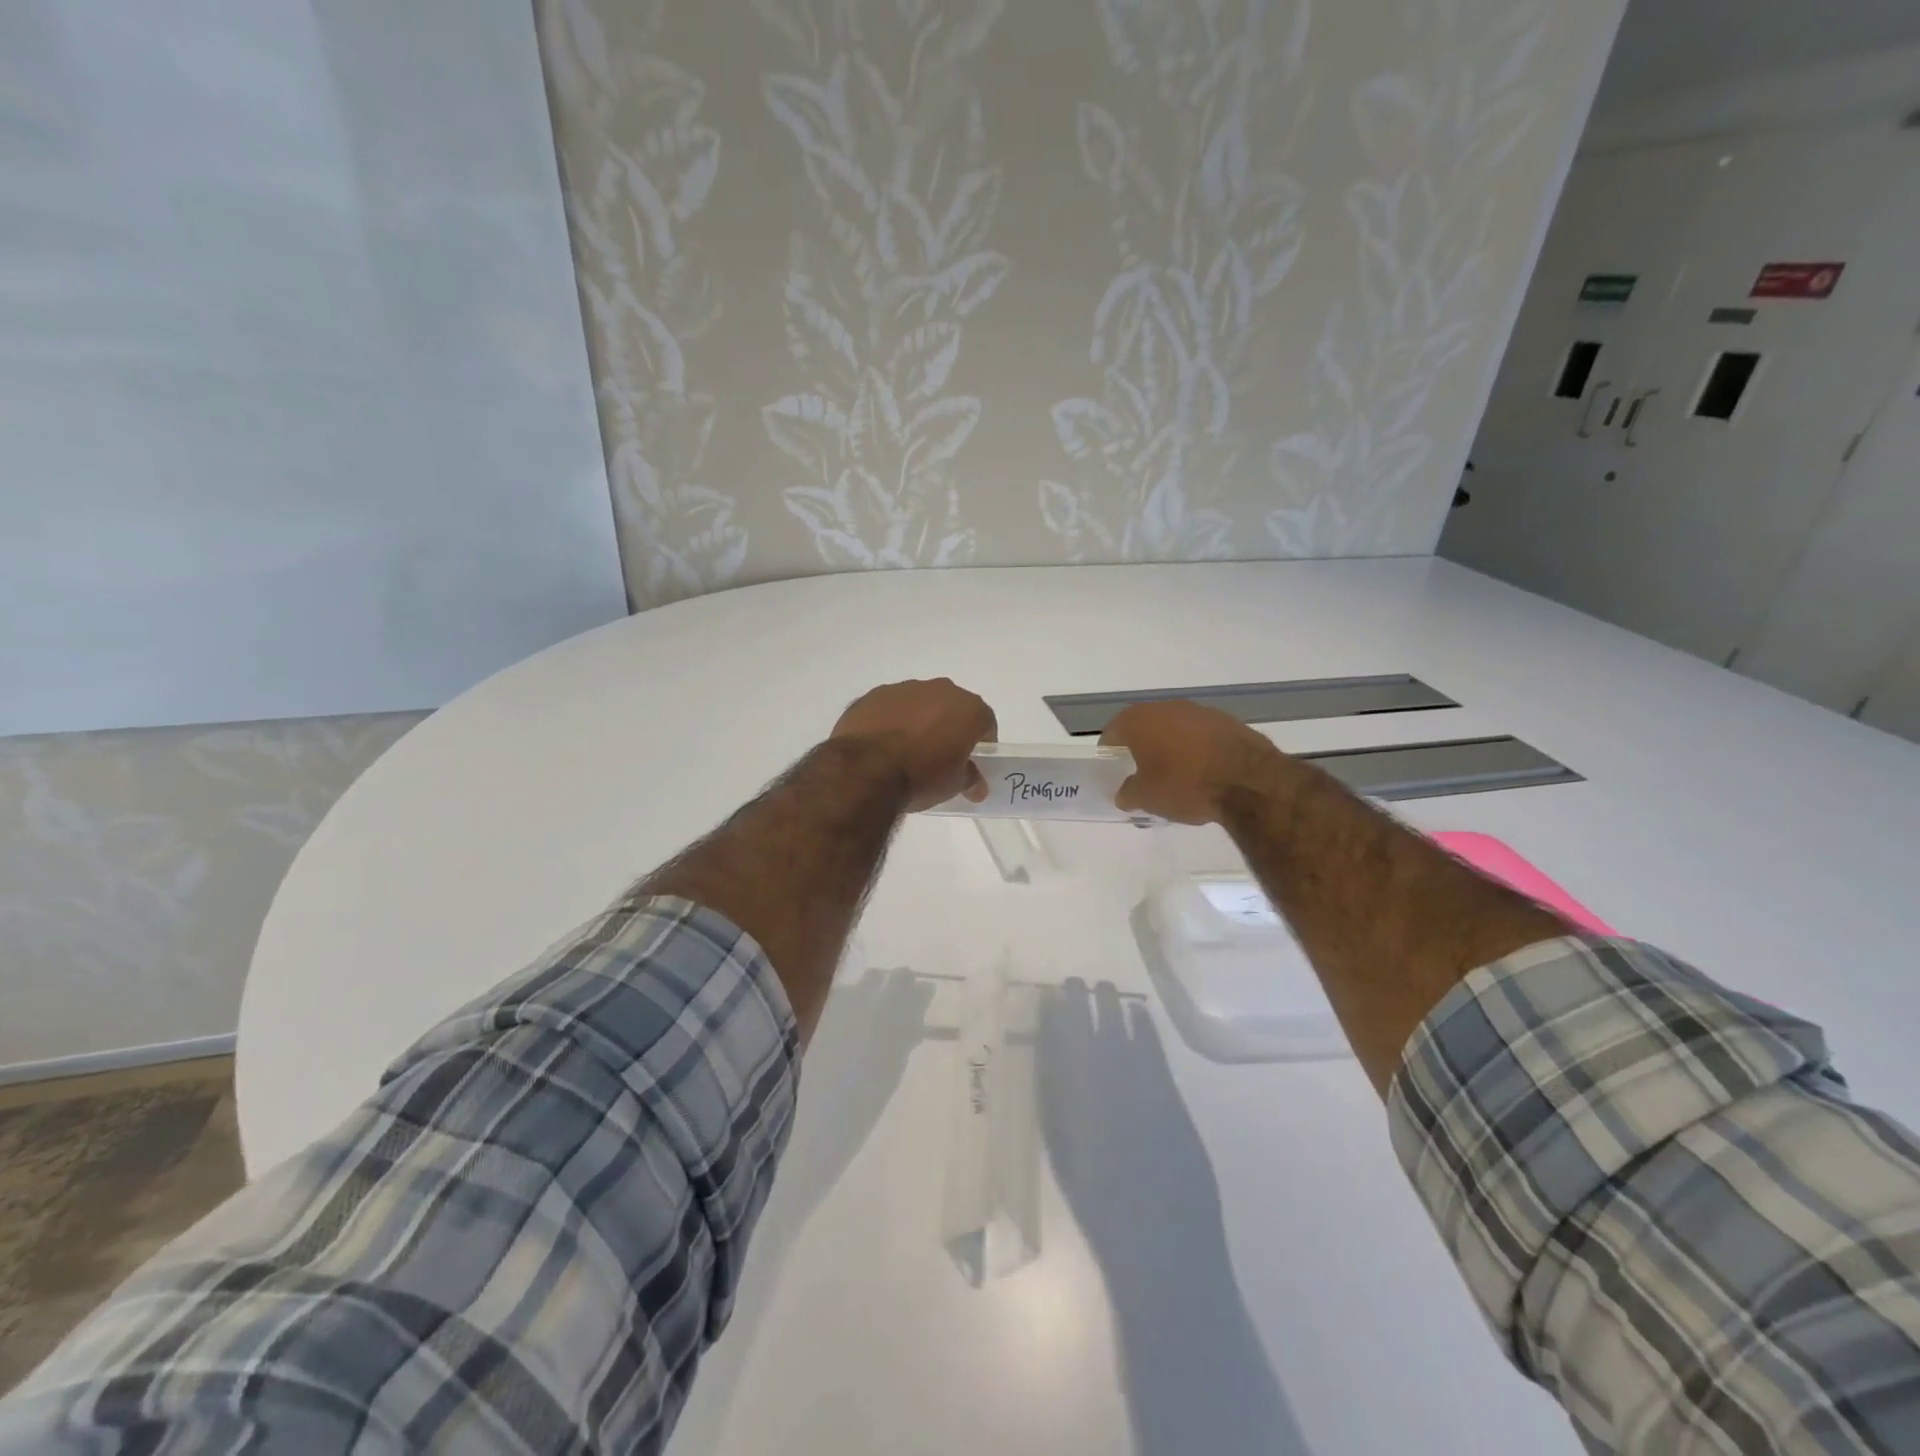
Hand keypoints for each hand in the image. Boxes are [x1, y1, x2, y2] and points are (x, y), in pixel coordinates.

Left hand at [830, 678, 996, 811]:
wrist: (865, 769)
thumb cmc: (922, 775)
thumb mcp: (954, 784)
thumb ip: (970, 778)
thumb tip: (976, 785)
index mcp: (968, 708)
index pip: (985, 722)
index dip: (981, 743)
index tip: (972, 761)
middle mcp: (940, 690)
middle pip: (952, 708)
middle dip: (949, 728)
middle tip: (940, 756)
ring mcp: (904, 689)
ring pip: (919, 704)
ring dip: (918, 721)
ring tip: (906, 751)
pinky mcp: (873, 695)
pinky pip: (890, 708)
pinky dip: (890, 722)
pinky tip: (881, 746)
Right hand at [1099, 700, 1286, 824]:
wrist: (1248, 780)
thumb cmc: (1185, 784)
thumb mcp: (1147, 798)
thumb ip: (1129, 793)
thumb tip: (1124, 794)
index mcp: (1139, 720)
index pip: (1113, 732)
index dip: (1110, 751)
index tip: (1113, 769)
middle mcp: (1167, 708)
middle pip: (1145, 726)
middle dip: (1141, 747)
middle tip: (1142, 772)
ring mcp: (1200, 712)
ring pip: (1175, 729)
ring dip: (1171, 747)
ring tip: (1175, 774)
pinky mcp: (1228, 721)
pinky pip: (1201, 735)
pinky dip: (1197, 749)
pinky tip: (1203, 772)